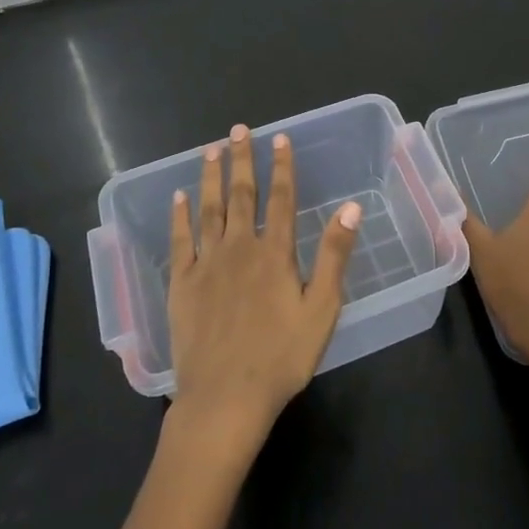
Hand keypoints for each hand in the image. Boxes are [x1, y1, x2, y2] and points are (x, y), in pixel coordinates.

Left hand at [166, 124, 361, 455]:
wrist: (224, 398)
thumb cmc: (281, 358)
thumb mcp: (321, 310)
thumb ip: (333, 255)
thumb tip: (350, 208)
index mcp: (274, 253)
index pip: (280, 198)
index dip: (281, 166)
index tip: (279, 138)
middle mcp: (238, 248)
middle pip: (241, 195)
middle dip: (242, 160)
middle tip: (238, 131)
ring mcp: (206, 264)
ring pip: (208, 209)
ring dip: (210, 177)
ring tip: (210, 150)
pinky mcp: (181, 283)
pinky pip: (180, 240)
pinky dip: (179, 215)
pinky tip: (178, 196)